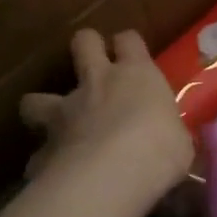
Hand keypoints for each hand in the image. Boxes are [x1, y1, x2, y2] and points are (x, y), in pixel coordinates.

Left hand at [20, 29, 190, 195]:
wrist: (112, 175)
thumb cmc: (161, 150)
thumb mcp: (180, 142)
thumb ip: (168, 135)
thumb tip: (170, 143)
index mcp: (136, 75)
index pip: (129, 41)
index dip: (128, 44)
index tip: (132, 54)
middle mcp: (96, 83)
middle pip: (83, 44)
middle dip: (85, 48)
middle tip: (90, 65)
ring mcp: (63, 112)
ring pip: (36, 99)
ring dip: (42, 108)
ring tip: (52, 125)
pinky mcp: (43, 148)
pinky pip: (39, 153)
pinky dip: (45, 162)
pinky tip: (54, 175)